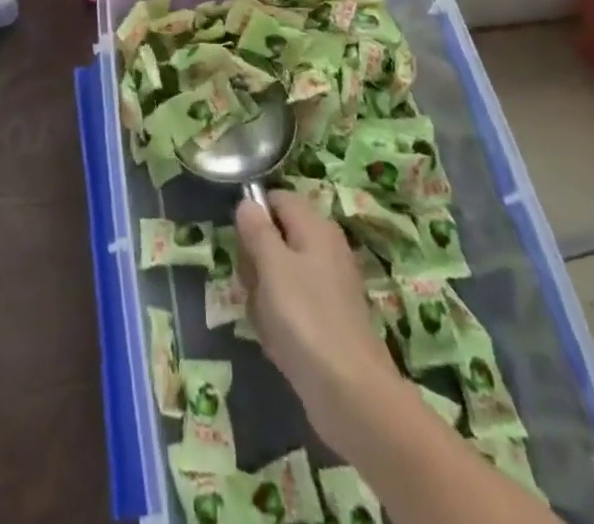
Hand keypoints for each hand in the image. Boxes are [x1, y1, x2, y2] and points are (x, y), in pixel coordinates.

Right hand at [235, 191, 398, 445]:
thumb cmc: (306, 317)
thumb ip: (256, 228)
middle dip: (255, 261)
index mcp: (315, 226)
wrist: (351, 394)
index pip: (276, 199)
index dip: (254, 216)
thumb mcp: (271, 264)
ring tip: (267, 320)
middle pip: (275, 237)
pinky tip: (279, 343)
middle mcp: (325, 248)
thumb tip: (247, 203)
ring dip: (263, 296)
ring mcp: (328, 286)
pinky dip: (279, 320)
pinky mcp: (328, 320)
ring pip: (279, 275)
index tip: (242, 244)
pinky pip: (291, 306)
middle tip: (254, 286)